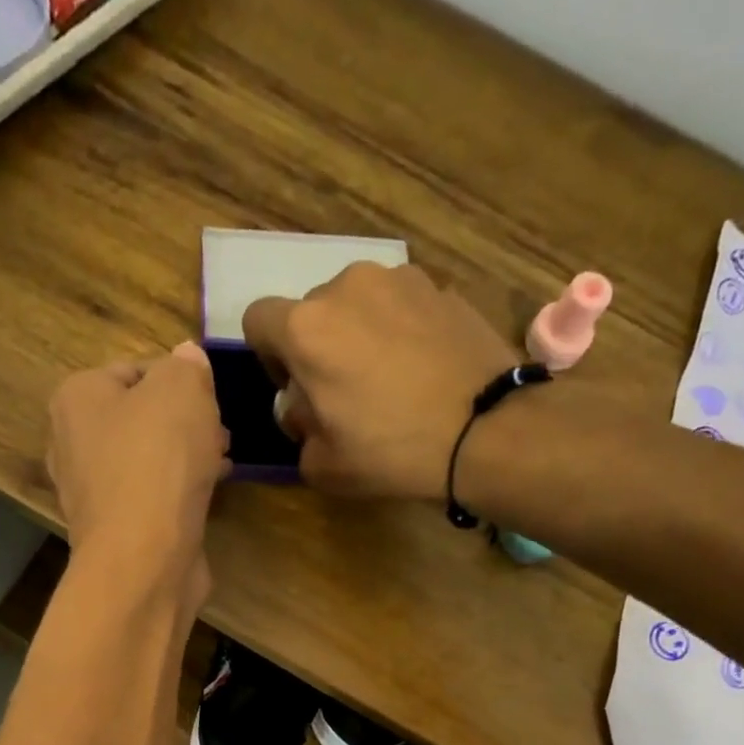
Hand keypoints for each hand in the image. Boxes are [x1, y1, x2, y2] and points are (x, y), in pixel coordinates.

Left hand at [47, 343, 228, 595]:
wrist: (145, 556)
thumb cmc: (158, 461)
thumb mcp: (182, 389)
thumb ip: (186, 366)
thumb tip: (186, 359)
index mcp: (77, 397)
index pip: (134, 369)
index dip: (179, 378)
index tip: (211, 396)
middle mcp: (72, 442)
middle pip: (140, 417)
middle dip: (184, 421)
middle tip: (220, 430)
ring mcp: (91, 491)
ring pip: (147, 458)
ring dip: (185, 456)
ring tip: (222, 460)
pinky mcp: (115, 530)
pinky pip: (151, 496)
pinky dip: (178, 491)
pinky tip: (207, 494)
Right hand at [242, 263, 519, 499]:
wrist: (485, 431)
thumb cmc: (391, 452)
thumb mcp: (322, 465)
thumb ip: (296, 429)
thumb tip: (303, 406)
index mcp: (306, 328)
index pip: (258, 320)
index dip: (269, 356)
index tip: (295, 388)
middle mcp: (346, 286)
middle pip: (312, 311)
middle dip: (318, 346)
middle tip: (345, 392)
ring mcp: (399, 279)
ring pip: (359, 304)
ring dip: (360, 333)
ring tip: (390, 378)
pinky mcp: (441, 286)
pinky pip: (401, 305)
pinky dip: (401, 329)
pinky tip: (423, 368)